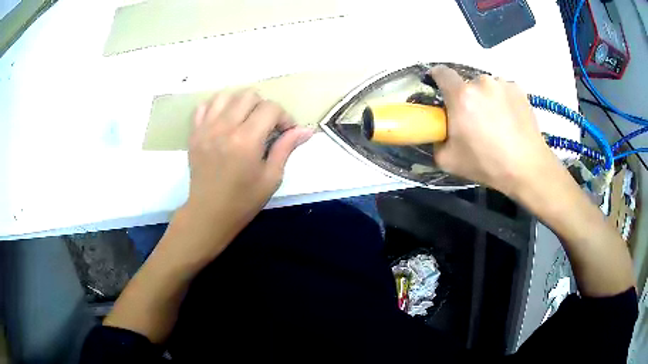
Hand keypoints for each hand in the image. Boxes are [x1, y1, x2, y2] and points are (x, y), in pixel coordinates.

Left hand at [182, 89, 312, 259]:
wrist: (209, 214)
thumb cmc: (243, 201)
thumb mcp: (271, 178)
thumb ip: (286, 148)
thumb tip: (307, 129)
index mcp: (246, 140)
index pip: (270, 108)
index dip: (284, 117)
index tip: (285, 132)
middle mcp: (224, 127)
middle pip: (249, 95)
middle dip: (263, 106)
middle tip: (266, 126)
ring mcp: (206, 129)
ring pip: (226, 95)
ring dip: (240, 103)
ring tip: (244, 120)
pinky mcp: (194, 133)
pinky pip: (204, 106)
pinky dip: (217, 107)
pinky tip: (223, 120)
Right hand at [430, 65, 557, 195]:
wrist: (527, 168)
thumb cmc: (487, 164)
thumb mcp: (449, 160)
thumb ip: (437, 140)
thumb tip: (440, 132)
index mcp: (461, 96)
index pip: (441, 72)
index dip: (437, 77)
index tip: (440, 88)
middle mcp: (481, 82)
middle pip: (467, 84)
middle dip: (466, 98)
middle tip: (474, 120)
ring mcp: (503, 84)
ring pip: (487, 87)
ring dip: (486, 98)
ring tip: (497, 122)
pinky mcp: (519, 90)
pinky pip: (504, 91)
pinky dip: (503, 101)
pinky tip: (510, 120)